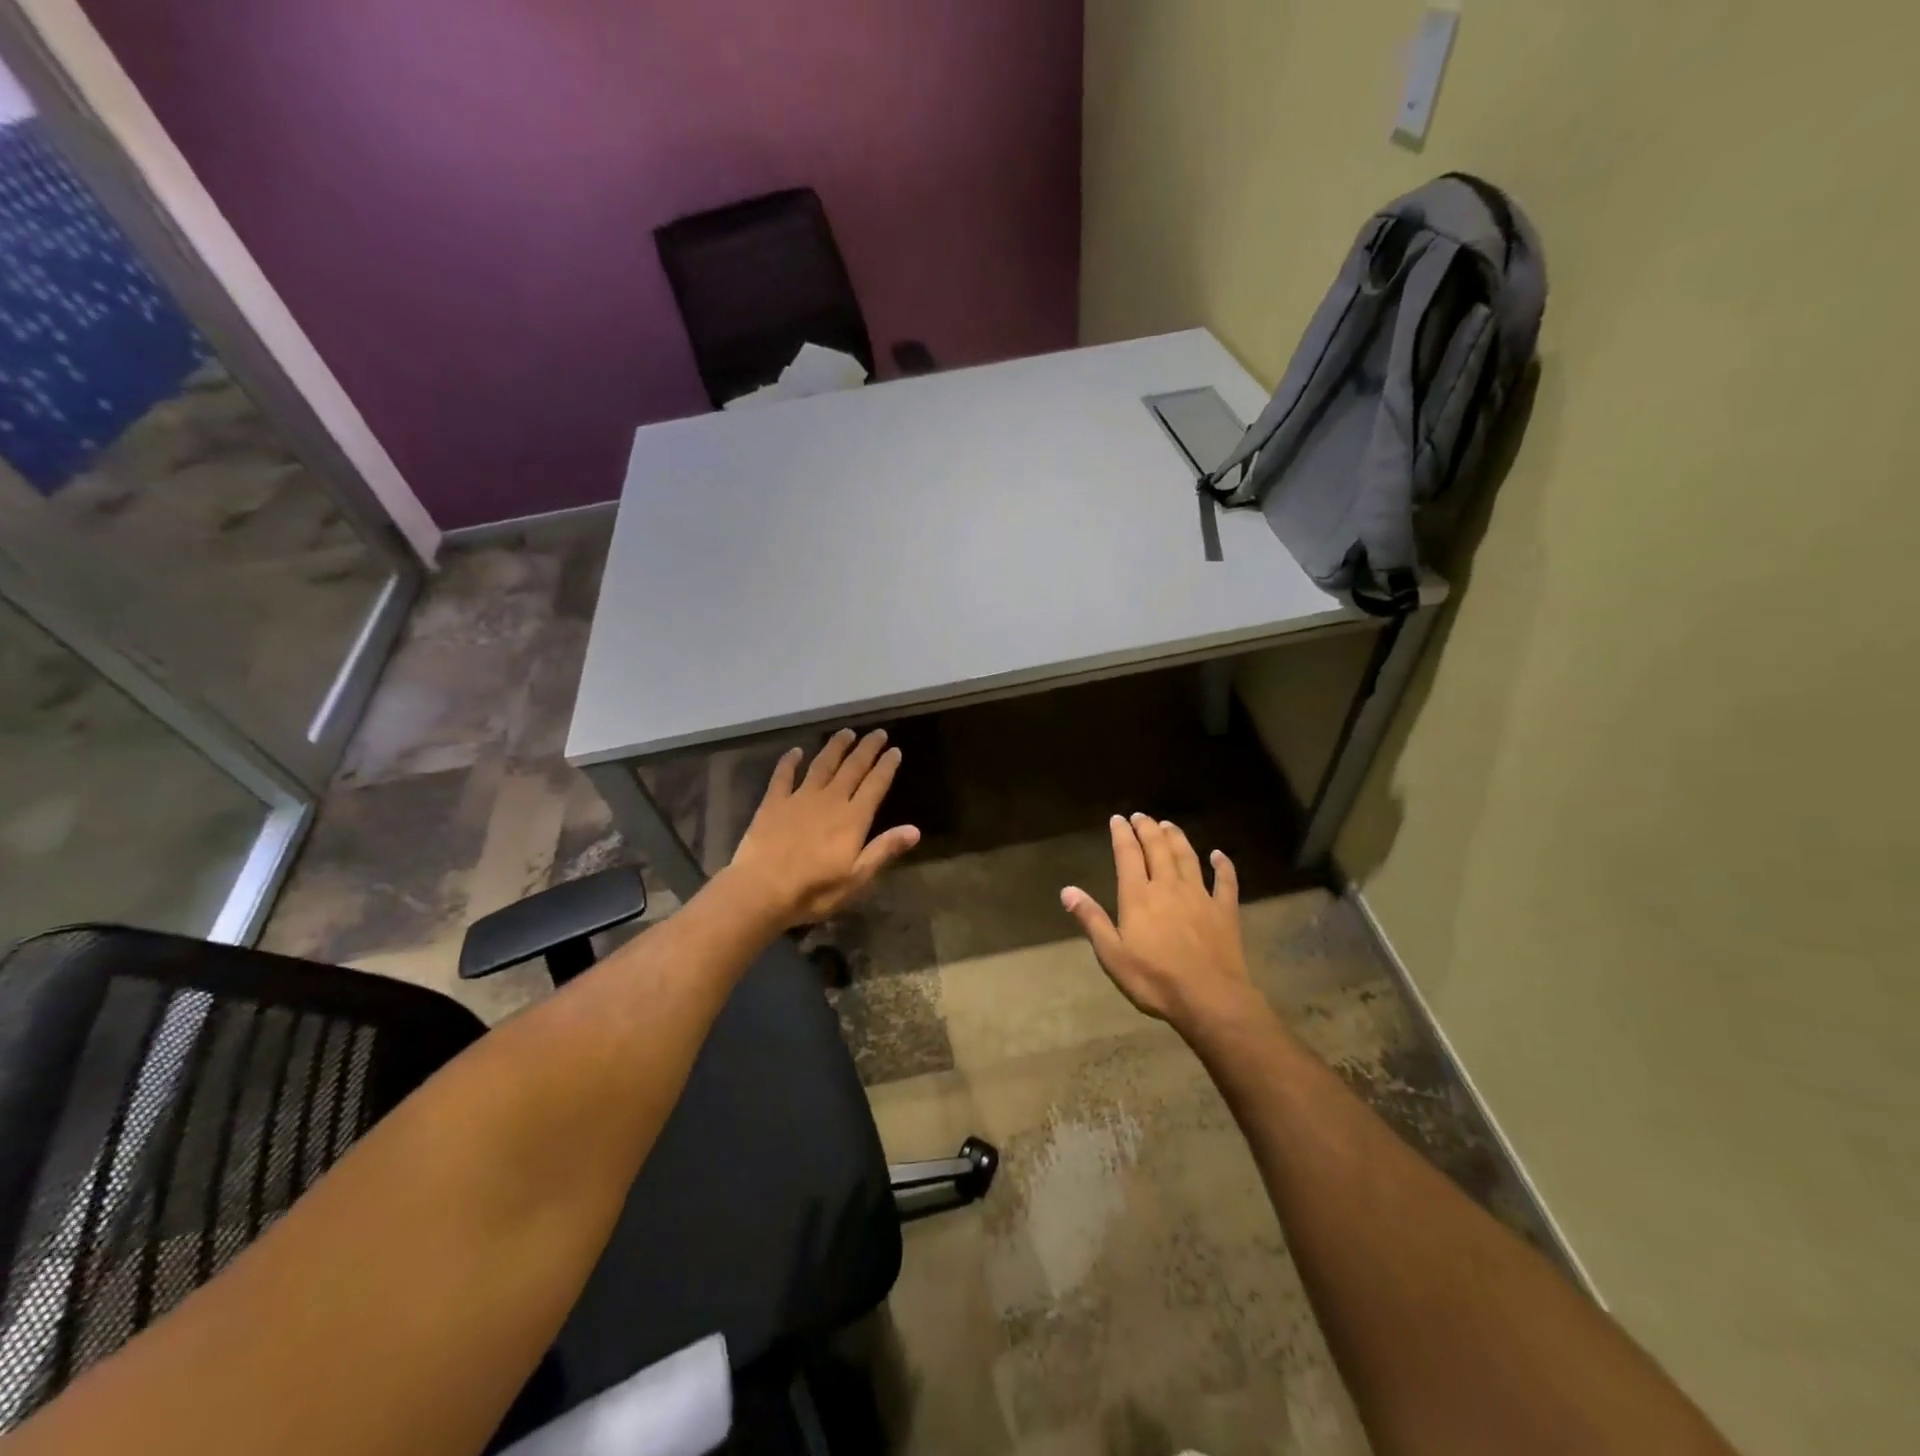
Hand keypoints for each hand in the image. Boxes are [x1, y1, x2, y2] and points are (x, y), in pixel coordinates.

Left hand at [727, 728, 920, 928]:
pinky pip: (783, 775)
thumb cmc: (814, 890)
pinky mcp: (774, 802)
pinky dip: (790, 761)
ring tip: (846, 733)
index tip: (895, 750)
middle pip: (852, 768)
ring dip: (835, 747)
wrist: (761, 889)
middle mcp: (830, 800)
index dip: (886, 766)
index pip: (875, 785)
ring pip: (822, 764)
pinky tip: (796, 751)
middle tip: (878, 732)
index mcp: (853, 818)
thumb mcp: (857, 878)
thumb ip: (884, 850)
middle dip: (867, 749)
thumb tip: (915, 830)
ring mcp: (800, 798)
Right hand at [1061, 814, 1258, 1035]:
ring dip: (1177, 838)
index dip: (1122, 834)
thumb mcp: (1112, 955)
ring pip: (1188, 857)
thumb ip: (1091, 919)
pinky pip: (1226, 881)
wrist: (1209, 998)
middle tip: (1141, 816)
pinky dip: (1223, 866)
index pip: (1128, 855)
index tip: (1118, 819)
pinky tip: (1219, 855)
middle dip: (1147, 829)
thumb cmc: (1154, 979)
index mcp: (1139, 896)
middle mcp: (1168, 887)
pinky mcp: (1225, 911)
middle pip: (1157, 849)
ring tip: (1168, 825)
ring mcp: (1200, 896)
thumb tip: (1067, 890)